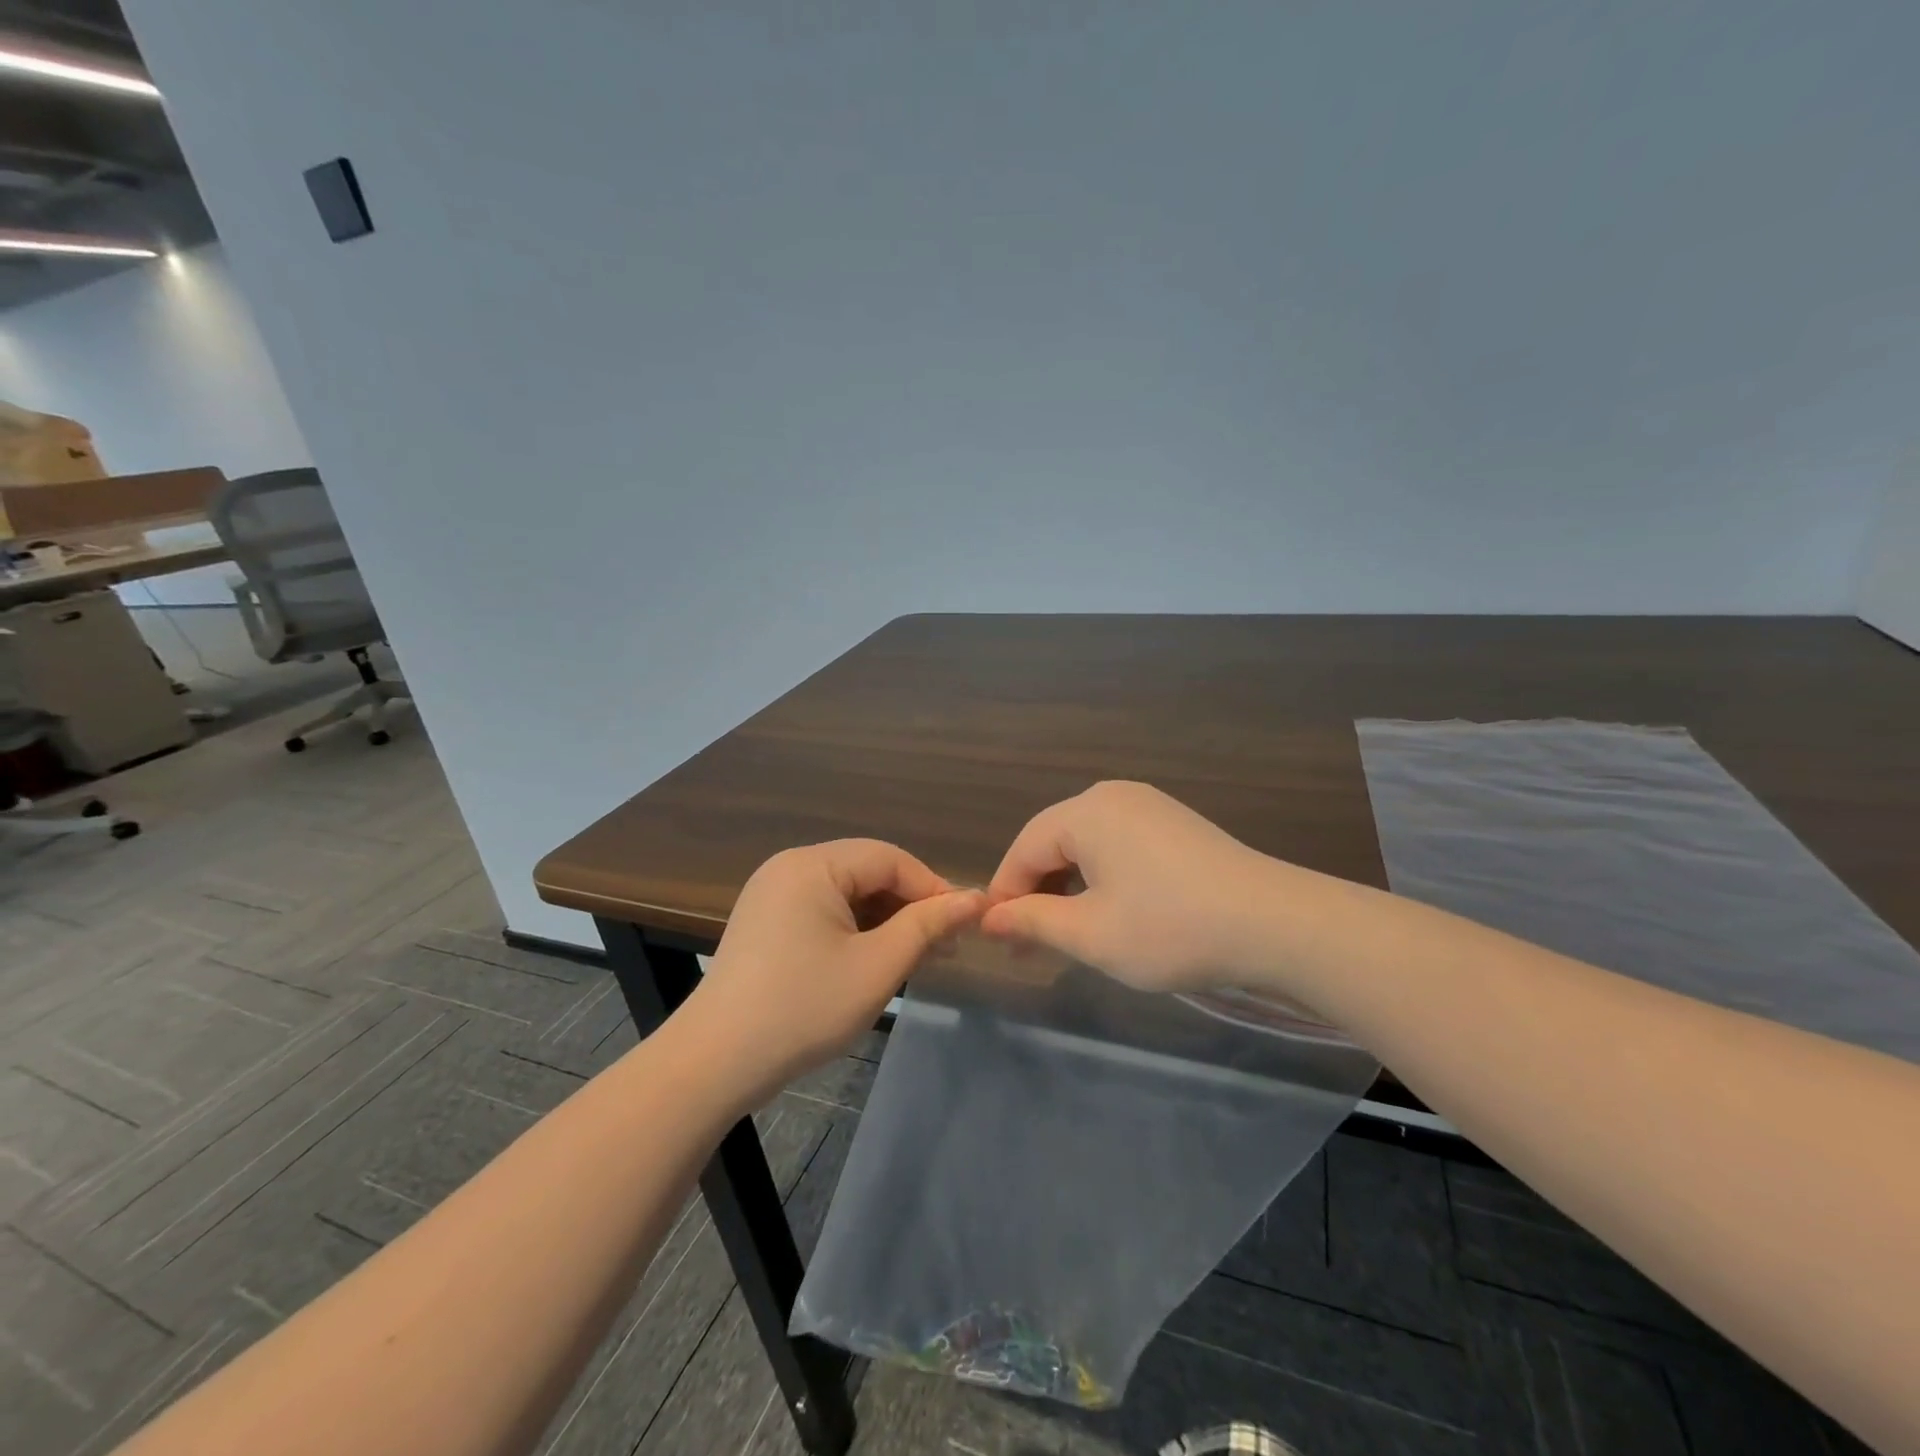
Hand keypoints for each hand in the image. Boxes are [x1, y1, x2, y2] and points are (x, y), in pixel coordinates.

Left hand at [685, 840, 983, 1107]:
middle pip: (867, 872)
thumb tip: (974, 899)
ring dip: (884, 920)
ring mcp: (772, 895)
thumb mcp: (877, 966)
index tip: (968, 921)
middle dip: (909, 906)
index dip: (933, 887)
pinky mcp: (765, 923)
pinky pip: (823, 912)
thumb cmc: (802, 1009)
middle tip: (947, 943)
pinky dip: (855, 931)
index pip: (890, 859)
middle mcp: (789, 867)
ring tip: (918, 956)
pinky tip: (875, 960)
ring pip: (846, 894)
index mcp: (812, 865)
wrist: (713, 1064)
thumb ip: (927, 926)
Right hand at [981, 780, 1276, 992]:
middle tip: (1028, 945)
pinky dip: (1100, 878)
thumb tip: (988, 918)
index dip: (1003, 894)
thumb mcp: (1090, 933)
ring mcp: (1148, 806)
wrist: (1276, 924)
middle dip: (1036, 892)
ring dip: (1067, 887)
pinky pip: (1117, 845)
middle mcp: (1112, 796)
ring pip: (1085, 845)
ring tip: (1065, 934)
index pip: (1023, 849)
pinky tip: (1109, 911)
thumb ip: (1032, 921)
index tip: (996, 940)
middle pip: (1053, 842)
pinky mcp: (1174, 823)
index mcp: (1086, 812)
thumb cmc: (1170, 928)